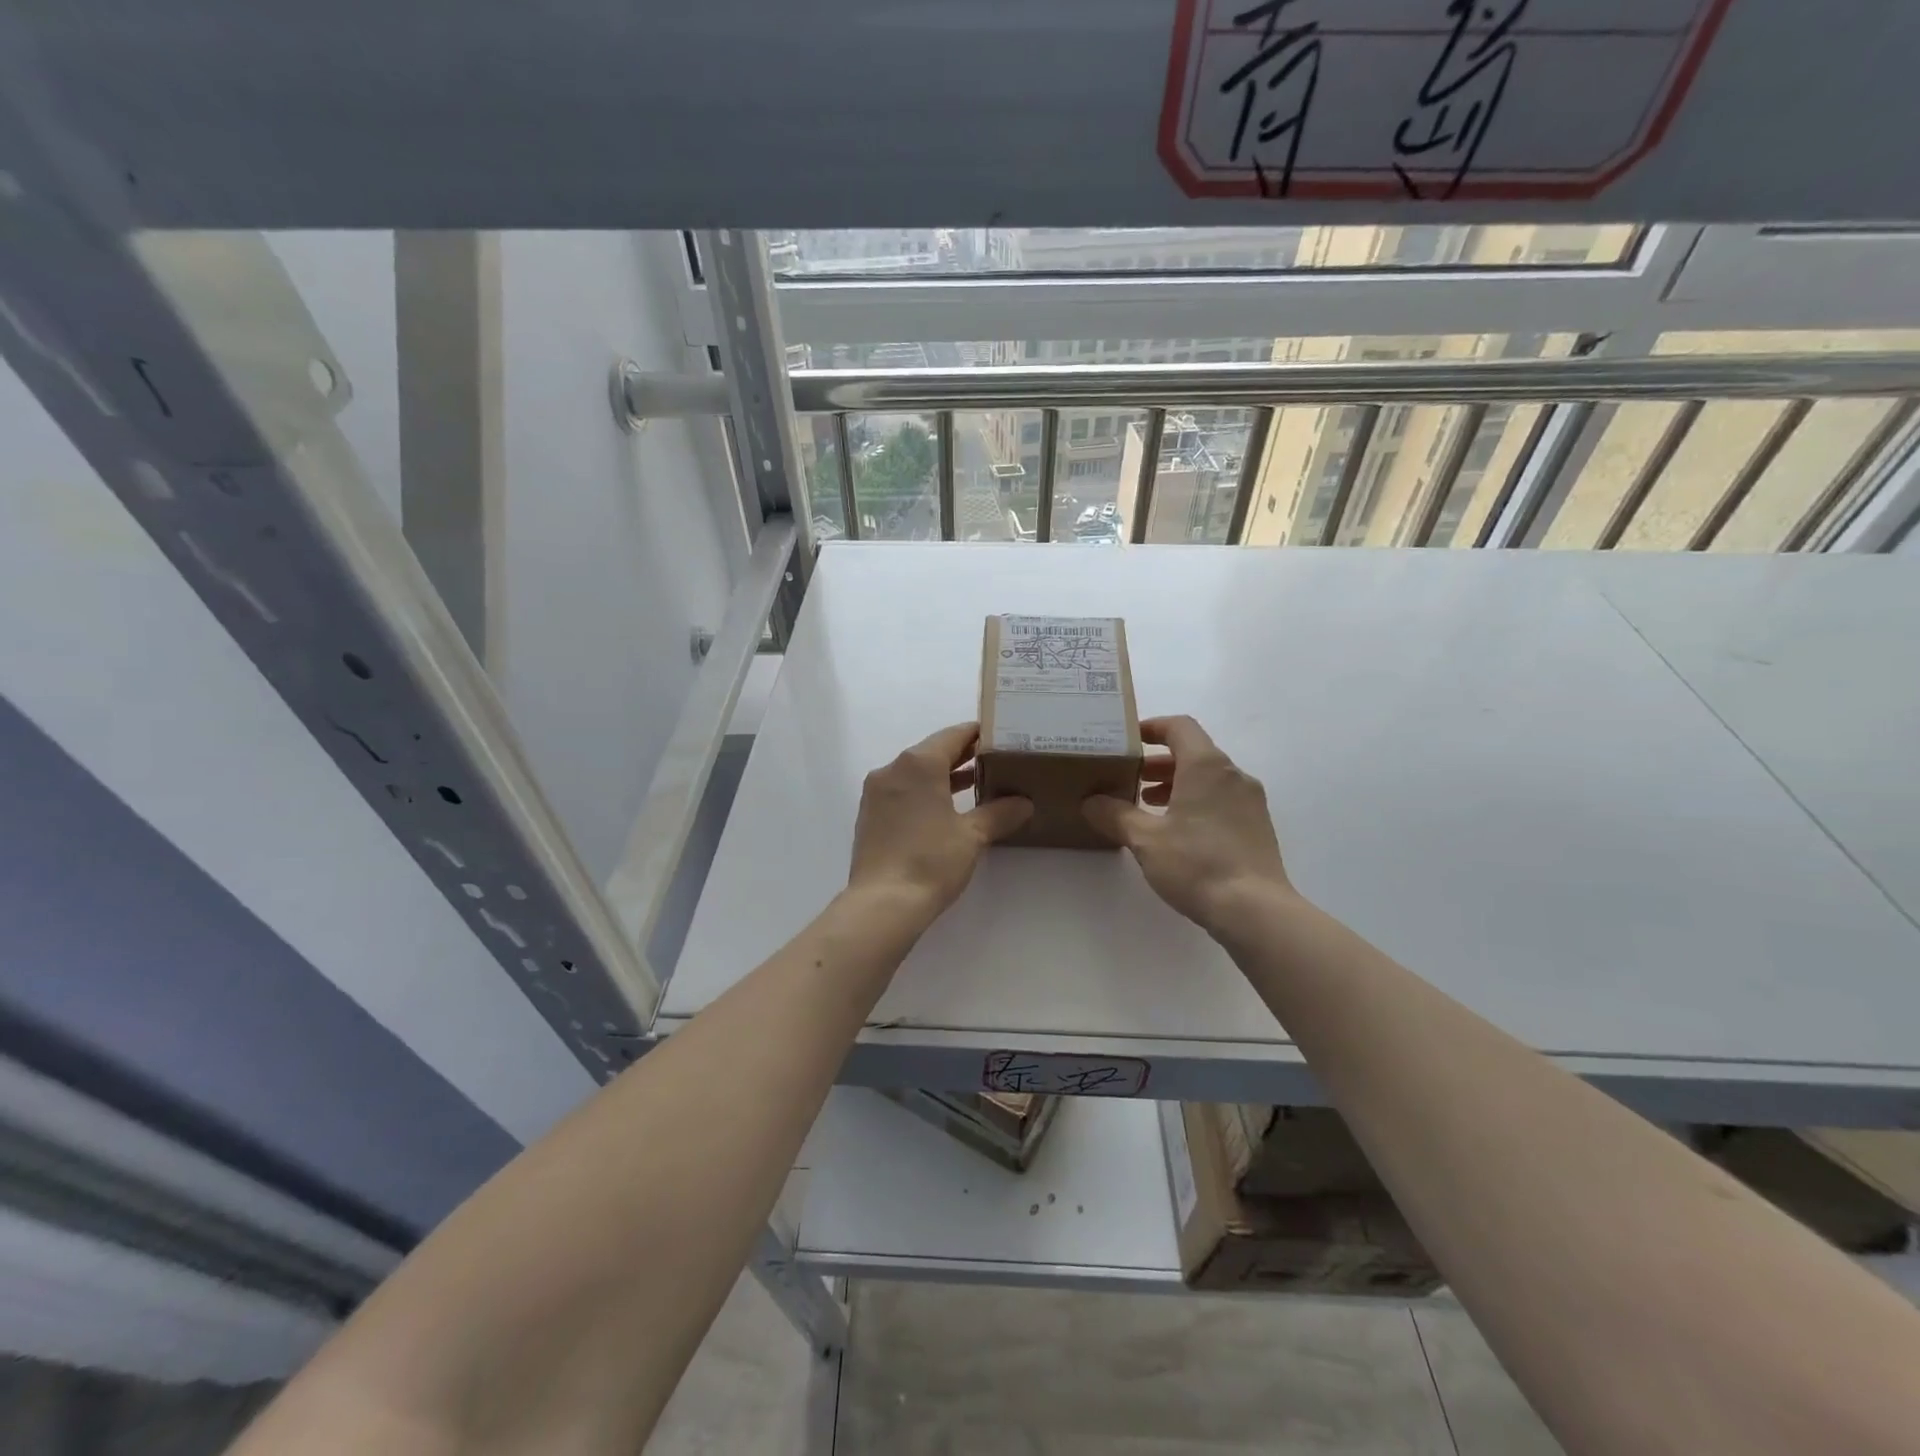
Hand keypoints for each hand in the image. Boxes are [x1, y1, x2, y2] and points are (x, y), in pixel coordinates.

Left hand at [848, 723, 1031, 921]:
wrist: (882, 904)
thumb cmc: (931, 861)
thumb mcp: (972, 836)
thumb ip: (999, 813)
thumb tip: (1023, 803)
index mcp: (918, 763)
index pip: (953, 735)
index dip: (978, 734)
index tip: (1001, 737)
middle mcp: (892, 769)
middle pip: (932, 751)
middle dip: (963, 756)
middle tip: (995, 761)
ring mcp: (876, 793)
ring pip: (915, 773)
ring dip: (943, 776)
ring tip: (977, 784)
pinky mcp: (870, 816)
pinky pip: (902, 792)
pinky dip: (924, 793)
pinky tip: (946, 809)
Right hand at [1083, 716, 1292, 933]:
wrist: (1255, 911)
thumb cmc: (1197, 864)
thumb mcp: (1145, 839)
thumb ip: (1115, 815)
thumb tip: (1091, 802)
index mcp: (1206, 766)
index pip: (1179, 727)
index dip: (1152, 727)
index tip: (1128, 741)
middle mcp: (1233, 775)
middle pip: (1193, 752)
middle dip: (1158, 762)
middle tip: (1129, 778)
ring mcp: (1250, 801)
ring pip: (1208, 778)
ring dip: (1176, 784)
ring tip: (1147, 805)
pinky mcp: (1257, 826)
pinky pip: (1221, 799)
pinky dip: (1195, 802)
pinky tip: (1176, 832)